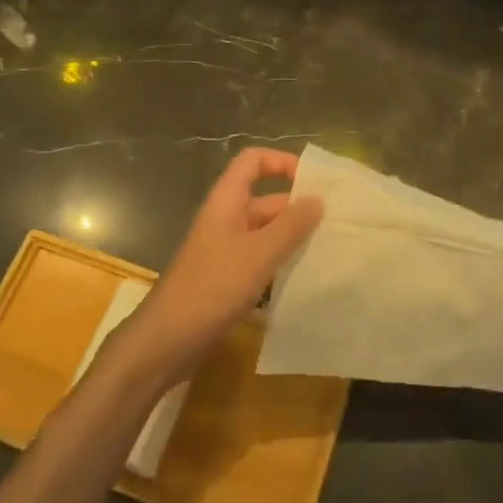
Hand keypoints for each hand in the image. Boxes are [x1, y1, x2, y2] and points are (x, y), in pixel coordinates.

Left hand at [126, 149, 322, 382]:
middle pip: (264, 200)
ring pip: (265, 233)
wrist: (166, 341)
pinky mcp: (226, 279)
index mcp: (226, 201)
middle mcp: (225, 219)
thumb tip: (317, 199)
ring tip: (329, 249)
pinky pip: (259, 260)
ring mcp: (224, 250)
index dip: (282, 162)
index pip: (253, 161)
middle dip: (297, 208)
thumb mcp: (258, 254)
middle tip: (336, 223)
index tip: (313, 182)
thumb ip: (290, 226)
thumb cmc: (212, 287)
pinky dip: (280, 264)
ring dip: (292, 239)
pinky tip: (305, 279)